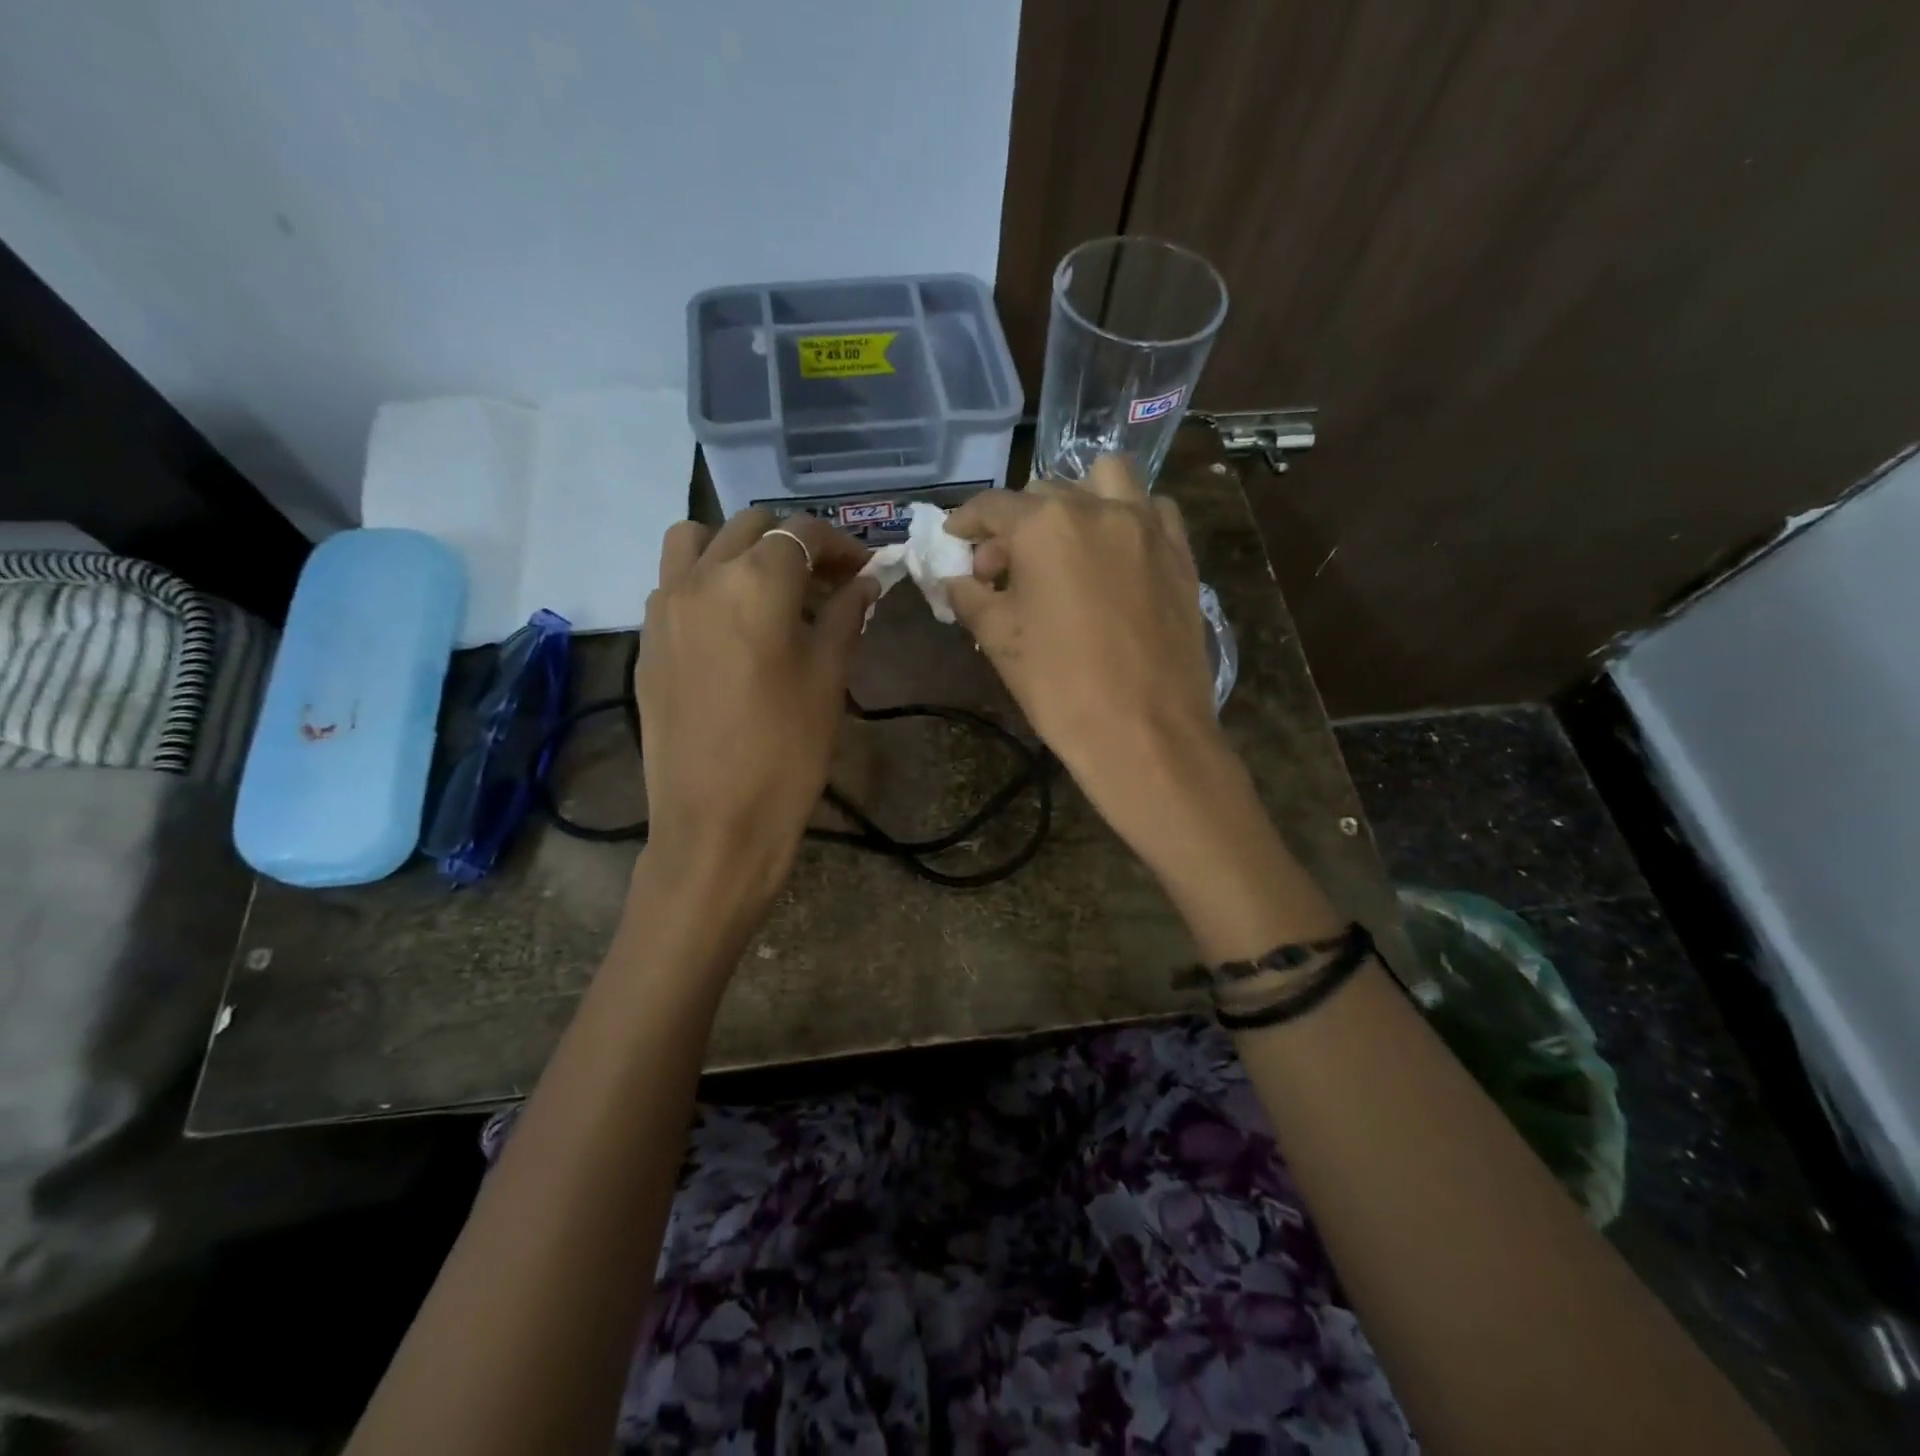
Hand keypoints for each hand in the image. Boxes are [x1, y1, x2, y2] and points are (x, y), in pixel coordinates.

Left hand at [635, 510, 876, 907]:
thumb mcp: (829, 678)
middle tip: (827, 580)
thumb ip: (846, 617)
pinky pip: (673, 580)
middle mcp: (701, 577)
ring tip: (768, 587)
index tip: (864, 568)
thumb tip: (865, 583)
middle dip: (794, 542)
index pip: (801, 533)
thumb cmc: (787, 751)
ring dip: (738, 547)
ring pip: (697, 540)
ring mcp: (663, 605)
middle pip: (750, 526)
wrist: (715, 821)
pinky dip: (706, 578)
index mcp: (755, 583)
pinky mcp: (646, 639)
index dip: (839, 543)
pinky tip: (733, 623)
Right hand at [944, 456, 1228, 846]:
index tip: (956, 540)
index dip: (967, 522)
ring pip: (1106, 479)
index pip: (993, 507)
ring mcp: (1147, 526)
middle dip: (1017, 524)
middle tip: (1005, 569)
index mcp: (1045, 526)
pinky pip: (1153, 510)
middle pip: (1045, 492)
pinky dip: (1128, 517)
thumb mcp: (998, 640)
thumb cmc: (1060, 687)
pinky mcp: (1180, 553)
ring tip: (1066, 542)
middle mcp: (1098, 508)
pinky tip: (1117, 554)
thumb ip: (970, 596)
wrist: (1144, 732)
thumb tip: (958, 578)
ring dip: (1078, 498)